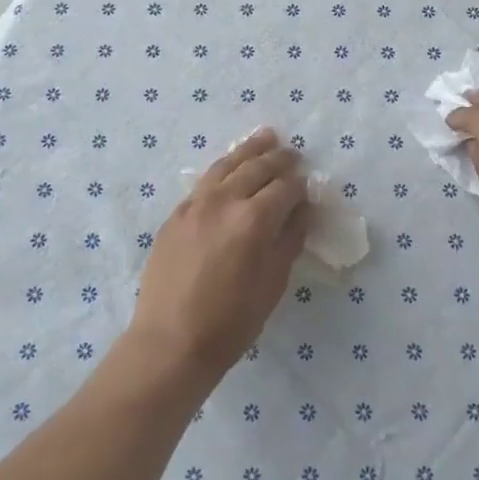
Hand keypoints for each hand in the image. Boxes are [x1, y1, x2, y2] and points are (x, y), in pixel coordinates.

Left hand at [129, 129, 310, 381]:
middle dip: (279, 159)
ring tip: (265, 138)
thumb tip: (301, 211)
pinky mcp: (176, 214)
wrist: (170, 341)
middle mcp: (224, 200)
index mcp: (254, 219)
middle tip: (293, 154)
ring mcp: (195, 204)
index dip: (301, 186)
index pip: (285, 188)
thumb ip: (290, 240)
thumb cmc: (231, 321)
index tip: (308, 189)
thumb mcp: (273, 283)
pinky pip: (204, 181)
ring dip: (249, 150)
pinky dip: (223, 168)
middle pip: (257, 167)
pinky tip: (229, 168)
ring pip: (227, 164)